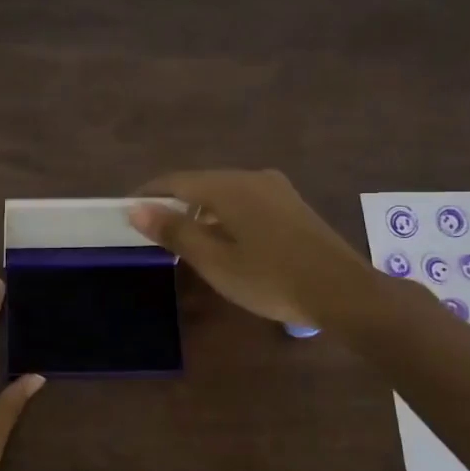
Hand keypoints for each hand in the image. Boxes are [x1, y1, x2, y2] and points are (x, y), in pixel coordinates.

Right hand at [127, 169, 376, 332]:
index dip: (148, 195)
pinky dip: (224, 216)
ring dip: (199, 211)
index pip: (175, 181)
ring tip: (184, 240)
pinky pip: (244, 201)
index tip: (126, 212)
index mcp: (229, 186)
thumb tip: (137, 209)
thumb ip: (175, 232)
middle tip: (152, 231)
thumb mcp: (215, 261)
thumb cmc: (271, 278)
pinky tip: (224, 241)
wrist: (343, 292)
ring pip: (224, 193)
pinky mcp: (291, 205)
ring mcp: (275, 190)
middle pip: (200, 184)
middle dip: (173, 203)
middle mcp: (251, 178)